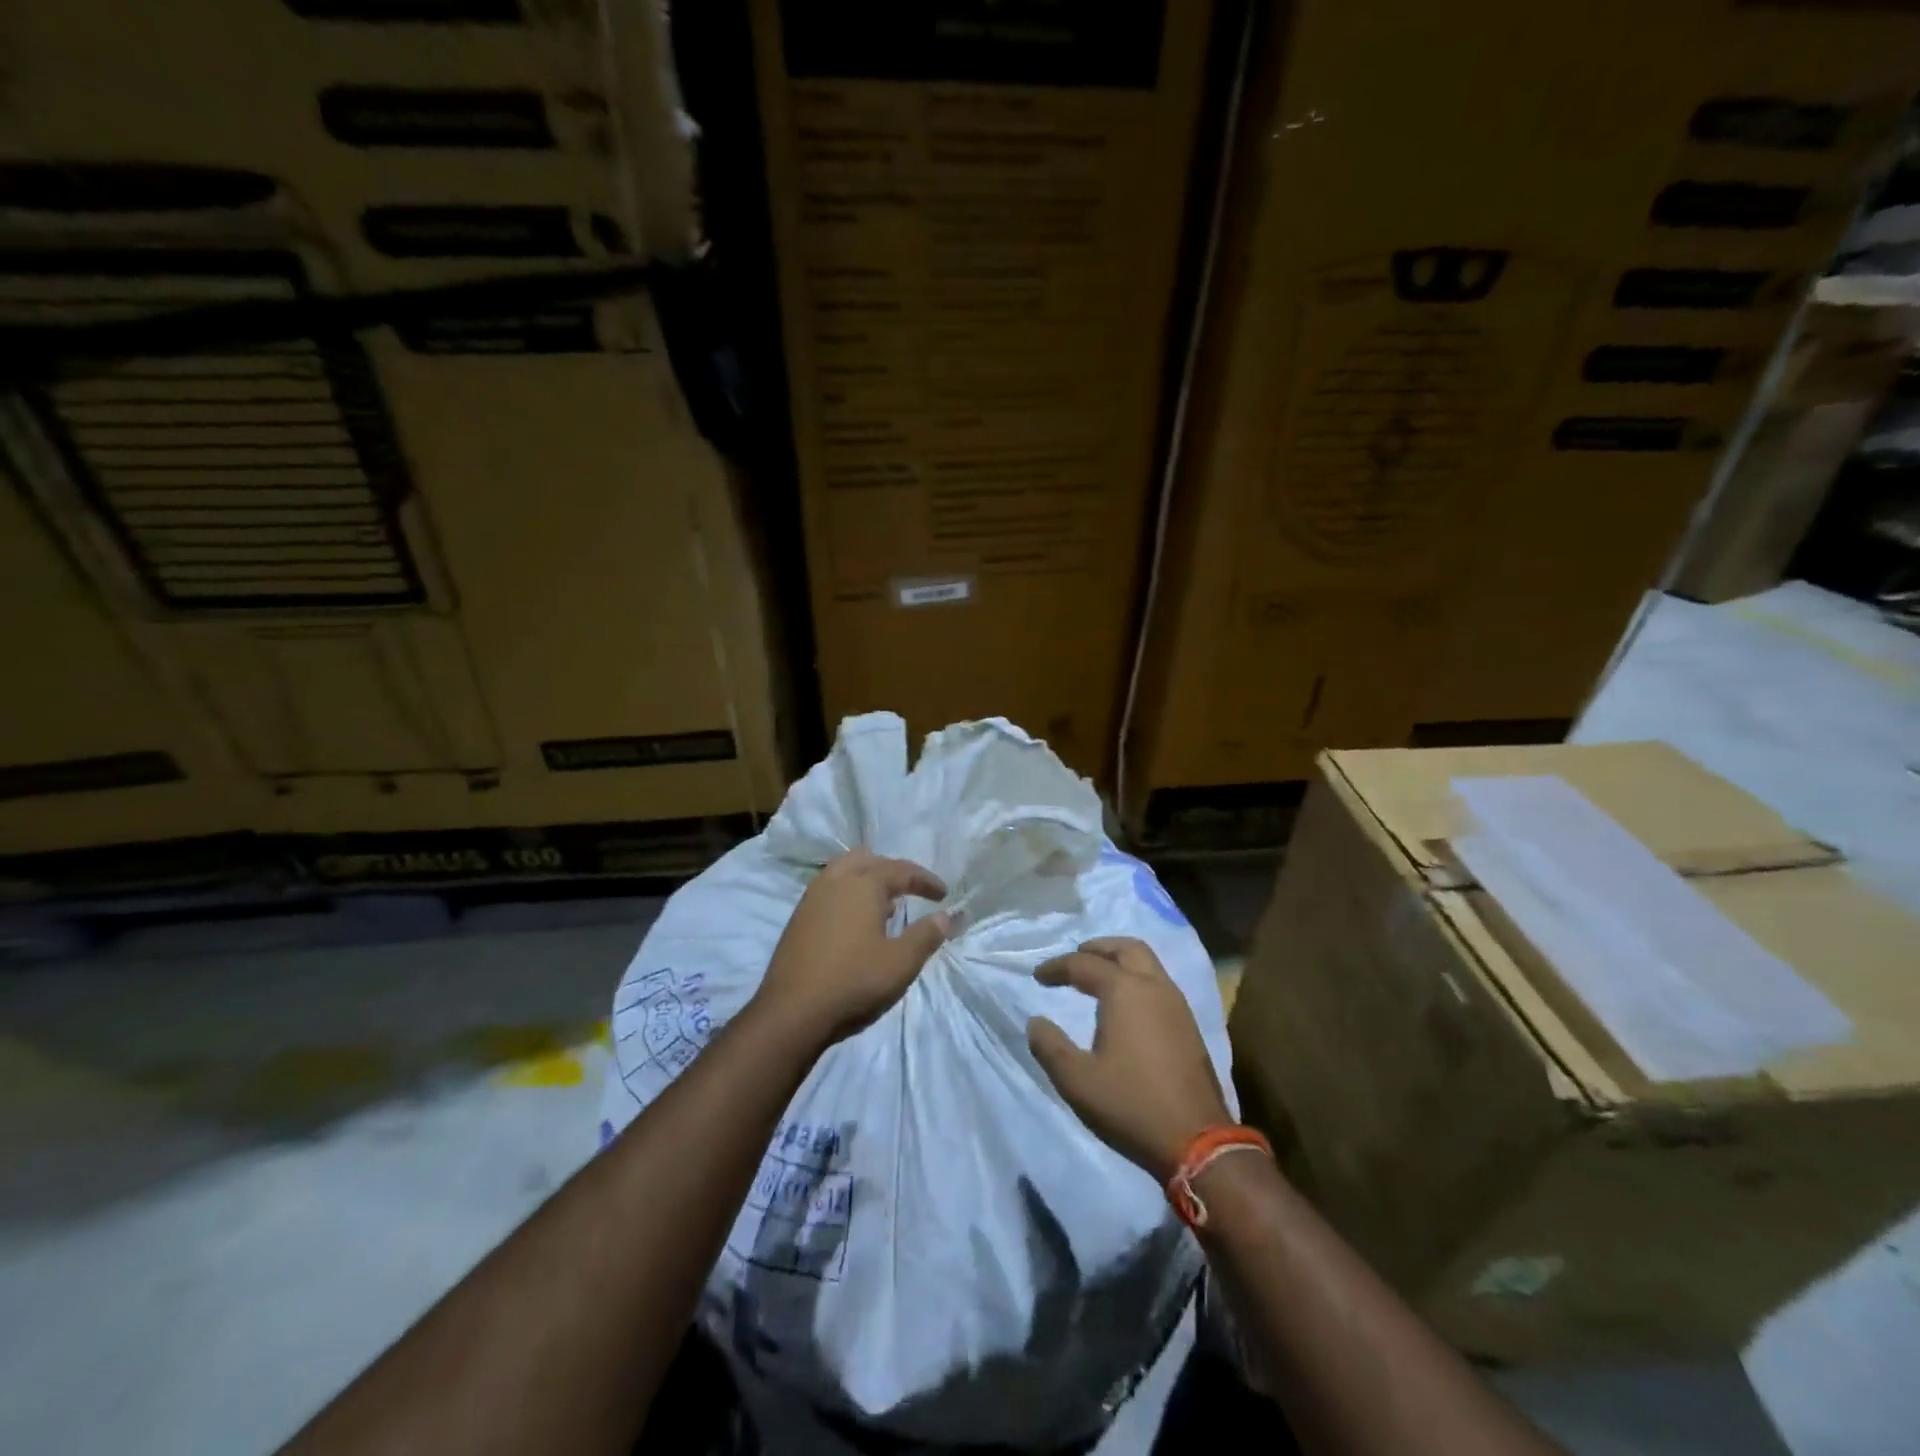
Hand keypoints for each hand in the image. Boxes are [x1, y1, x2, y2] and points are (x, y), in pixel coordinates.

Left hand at [753, 848, 948, 1046]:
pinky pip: (830, 891)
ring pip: (844, 872)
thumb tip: (945, 916)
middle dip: (893, 871)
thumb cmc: (854, 982)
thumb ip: (926, 935)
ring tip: (886, 904)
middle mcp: (836, 881)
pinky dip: (849, 895)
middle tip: (911, 890)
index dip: (925, 880)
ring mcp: (812, 898)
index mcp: (863, 884)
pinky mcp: (798, 918)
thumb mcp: (901, 963)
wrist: (791, 1013)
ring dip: (868, 880)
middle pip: (868, 860)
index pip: (901, 870)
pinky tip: (857, 923)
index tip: (943, 894)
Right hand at [1028, 936, 1231, 1181]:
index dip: (1057, 967)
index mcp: (1125, 991)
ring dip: (1120, 961)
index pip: (1084, 964)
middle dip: (1098, 948)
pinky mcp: (1188, 1025)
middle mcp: (1154, 987)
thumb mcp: (1077, 1080)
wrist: (1197, 1141)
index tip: (1037, 977)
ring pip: (1148, 963)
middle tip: (1076, 957)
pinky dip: (1137, 979)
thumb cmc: (1130, 1104)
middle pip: (1126, 948)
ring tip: (1097, 977)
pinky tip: (1125, 1004)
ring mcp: (1177, 1005)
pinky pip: (1159, 983)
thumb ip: (1050, 1046)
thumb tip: (1035, 1022)